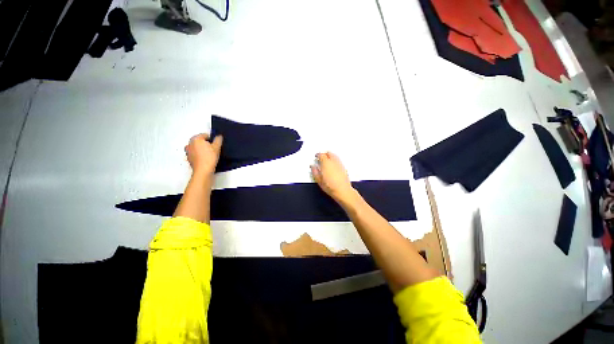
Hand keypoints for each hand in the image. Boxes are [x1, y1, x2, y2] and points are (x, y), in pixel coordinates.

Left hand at [185, 133, 222, 175]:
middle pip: (199, 141)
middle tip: (212, 149)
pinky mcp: (188, 158)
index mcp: (195, 139)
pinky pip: (194, 153)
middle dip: (205, 144)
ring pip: (196, 147)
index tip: (215, 145)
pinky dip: (199, 154)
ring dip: (201, 149)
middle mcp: (189, 143)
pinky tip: (205, 159)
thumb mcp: (217, 147)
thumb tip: (219, 136)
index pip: (205, 135)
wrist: (203, 170)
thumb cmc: (209, 157)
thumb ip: (218, 140)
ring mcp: (187, 151)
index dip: (211, 139)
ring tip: (209, 154)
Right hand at [311, 152, 356, 203]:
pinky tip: (333, 165)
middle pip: (329, 153)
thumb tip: (312, 166)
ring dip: (330, 156)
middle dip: (324, 154)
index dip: (318, 155)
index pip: (321, 155)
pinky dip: (334, 159)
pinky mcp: (344, 167)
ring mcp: (339, 163)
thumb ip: (314, 171)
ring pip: (334, 155)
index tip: (316, 156)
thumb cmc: (329, 186)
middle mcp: (333, 161)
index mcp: (326, 163)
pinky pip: (338, 160)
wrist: (342, 190)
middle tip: (321, 157)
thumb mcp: (318, 180)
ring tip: (327, 160)